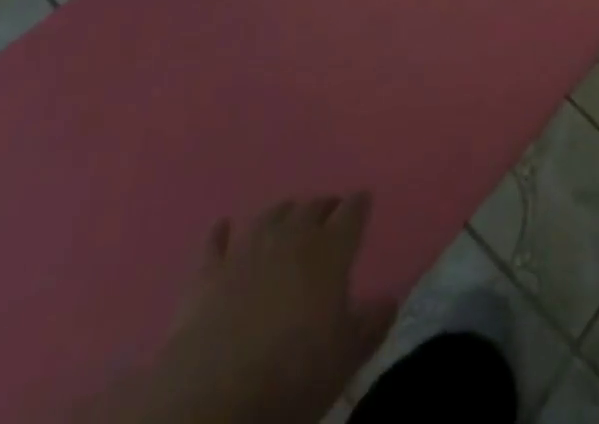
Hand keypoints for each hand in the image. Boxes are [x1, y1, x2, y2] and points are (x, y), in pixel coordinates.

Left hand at [125, 196, 396, 423]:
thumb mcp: (345, 358)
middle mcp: (291, 237)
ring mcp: (247, 251)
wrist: (214, 398)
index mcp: (330, 250)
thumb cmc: (292, 375)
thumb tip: (391, 300)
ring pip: (270, 217)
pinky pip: (215, 243)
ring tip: (289, 216)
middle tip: (330, 213)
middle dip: (324, 207)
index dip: (360, 204)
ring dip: (283, 214)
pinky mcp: (208, 274)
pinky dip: (221, 233)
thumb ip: (371, 325)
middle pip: (312, 207)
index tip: (364, 200)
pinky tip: (223, 226)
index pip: (352, 212)